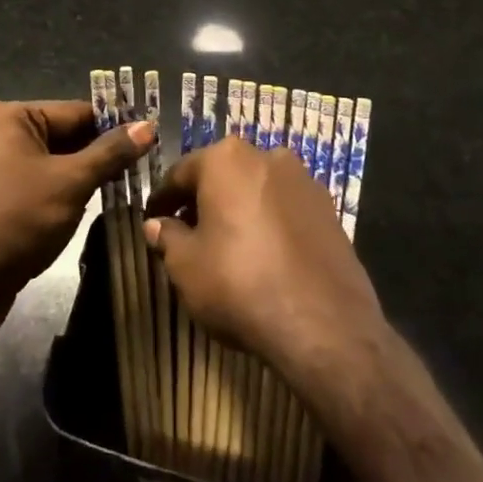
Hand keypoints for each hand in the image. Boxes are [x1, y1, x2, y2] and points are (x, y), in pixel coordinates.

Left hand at [0, 99, 152, 342]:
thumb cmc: (18, 221)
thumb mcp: (71, 183)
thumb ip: (110, 152)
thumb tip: (148, 126)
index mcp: (10, 116)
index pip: (76, 112)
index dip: (115, 126)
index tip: (150, 138)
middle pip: (64, 134)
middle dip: (100, 152)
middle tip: (143, 165)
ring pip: (54, 160)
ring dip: (84, 174)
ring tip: (125, 185)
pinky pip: (38, 180)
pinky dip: (63, 189)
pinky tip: (90, 204)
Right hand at [143, 137, 384, 392]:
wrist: (324, 326)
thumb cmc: (240, 284)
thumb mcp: (186, 267)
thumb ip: (167, 238)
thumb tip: (157, 225)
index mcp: (226, 158)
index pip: (181, 173)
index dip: (163, 199)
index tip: (153, 219)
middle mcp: (266, 156)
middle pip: (222, 175)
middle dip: (203, 201)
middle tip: (188, 234)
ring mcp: (303, 181)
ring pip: (257, 189)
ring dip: (239, 209)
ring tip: (229, 247)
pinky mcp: (329, 210)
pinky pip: (286, 209)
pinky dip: (270, 224)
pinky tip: (265, 257)